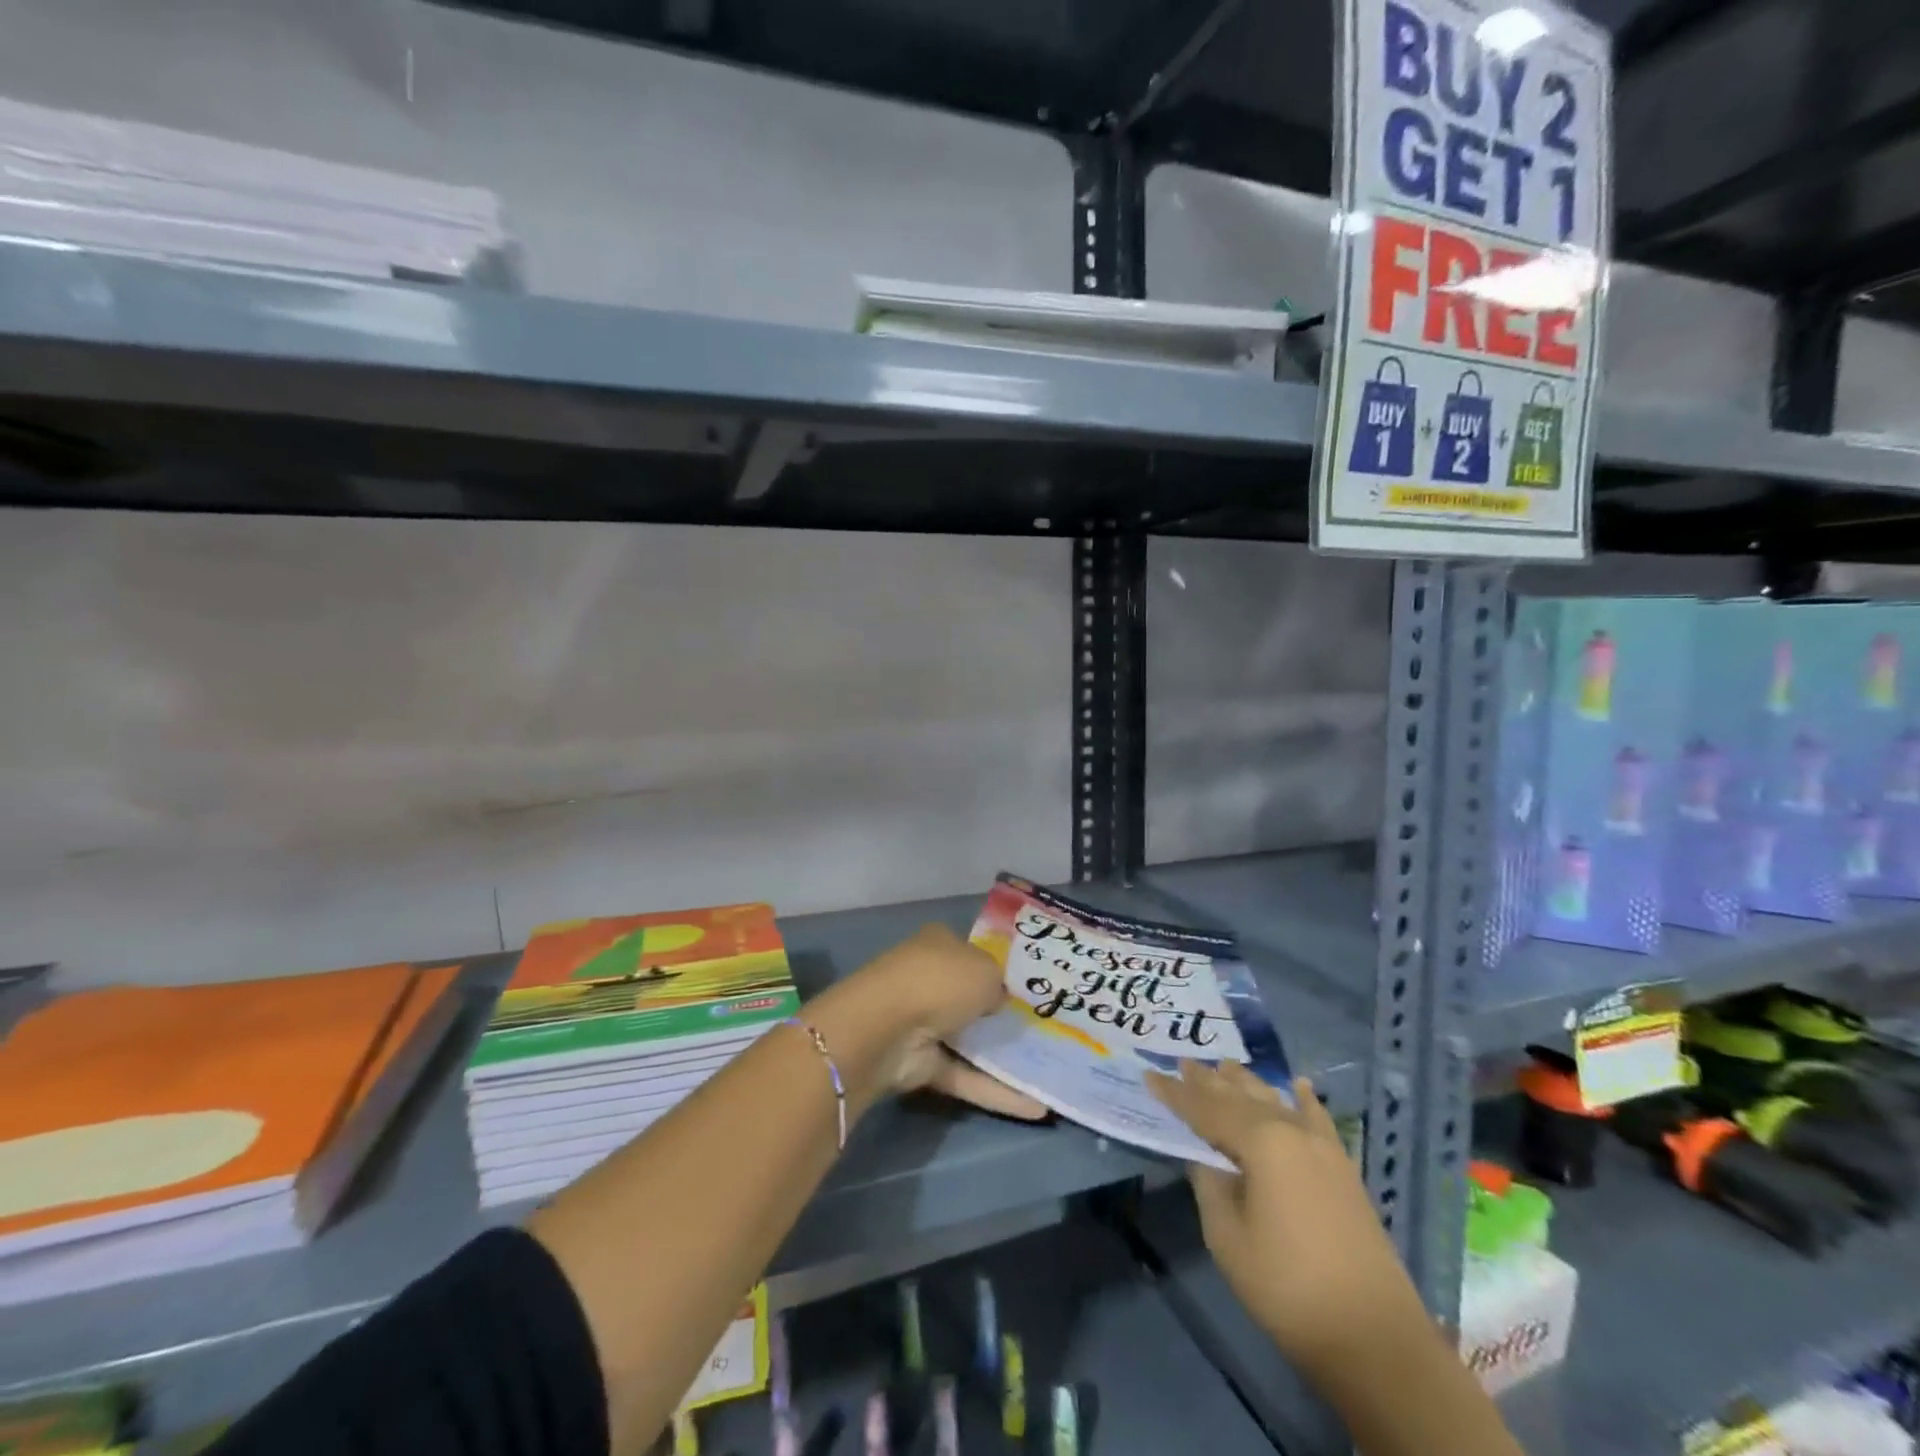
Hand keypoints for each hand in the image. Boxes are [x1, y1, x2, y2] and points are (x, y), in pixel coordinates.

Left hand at [810, 924, 1046, 1120]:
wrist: (887, 1027)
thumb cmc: (940, 981)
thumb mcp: (985, 969)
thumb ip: (998, 984)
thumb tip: (998, 1000)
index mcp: (938, 944)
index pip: (969, 952)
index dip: (995, 968)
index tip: (1026, 987)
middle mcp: (928, 979)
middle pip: (968, 996)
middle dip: (998, 1013)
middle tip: (1041, 1029)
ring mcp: (922, 1023)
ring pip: (967, 1040)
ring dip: (1000, 1056)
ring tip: (1047, 1070)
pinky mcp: (920, 1064)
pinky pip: (965, 1076)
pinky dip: (996, 1091)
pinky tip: (1036, 1106)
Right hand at [1146, 1061, 1426, 1373]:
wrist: (1375, 1338)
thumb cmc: (1287, 1287)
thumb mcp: (1227, 1237)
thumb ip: (1210, 1186)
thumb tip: (1206, 1158)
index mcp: (1260, 1142)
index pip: (1206, 1109)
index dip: (1175, 1094)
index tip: (1150, 1076)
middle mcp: (1291, 1131)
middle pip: (1241, 1097)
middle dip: (1210, 1081)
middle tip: (1184, 1062)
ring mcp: (1322, 1149)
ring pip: (1276, 1101)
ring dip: (1247, 1084)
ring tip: (1225, 1065)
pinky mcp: (1343, 1170)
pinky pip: (1318, 1121)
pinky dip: (1304, 1101)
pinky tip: (1299, 1086)